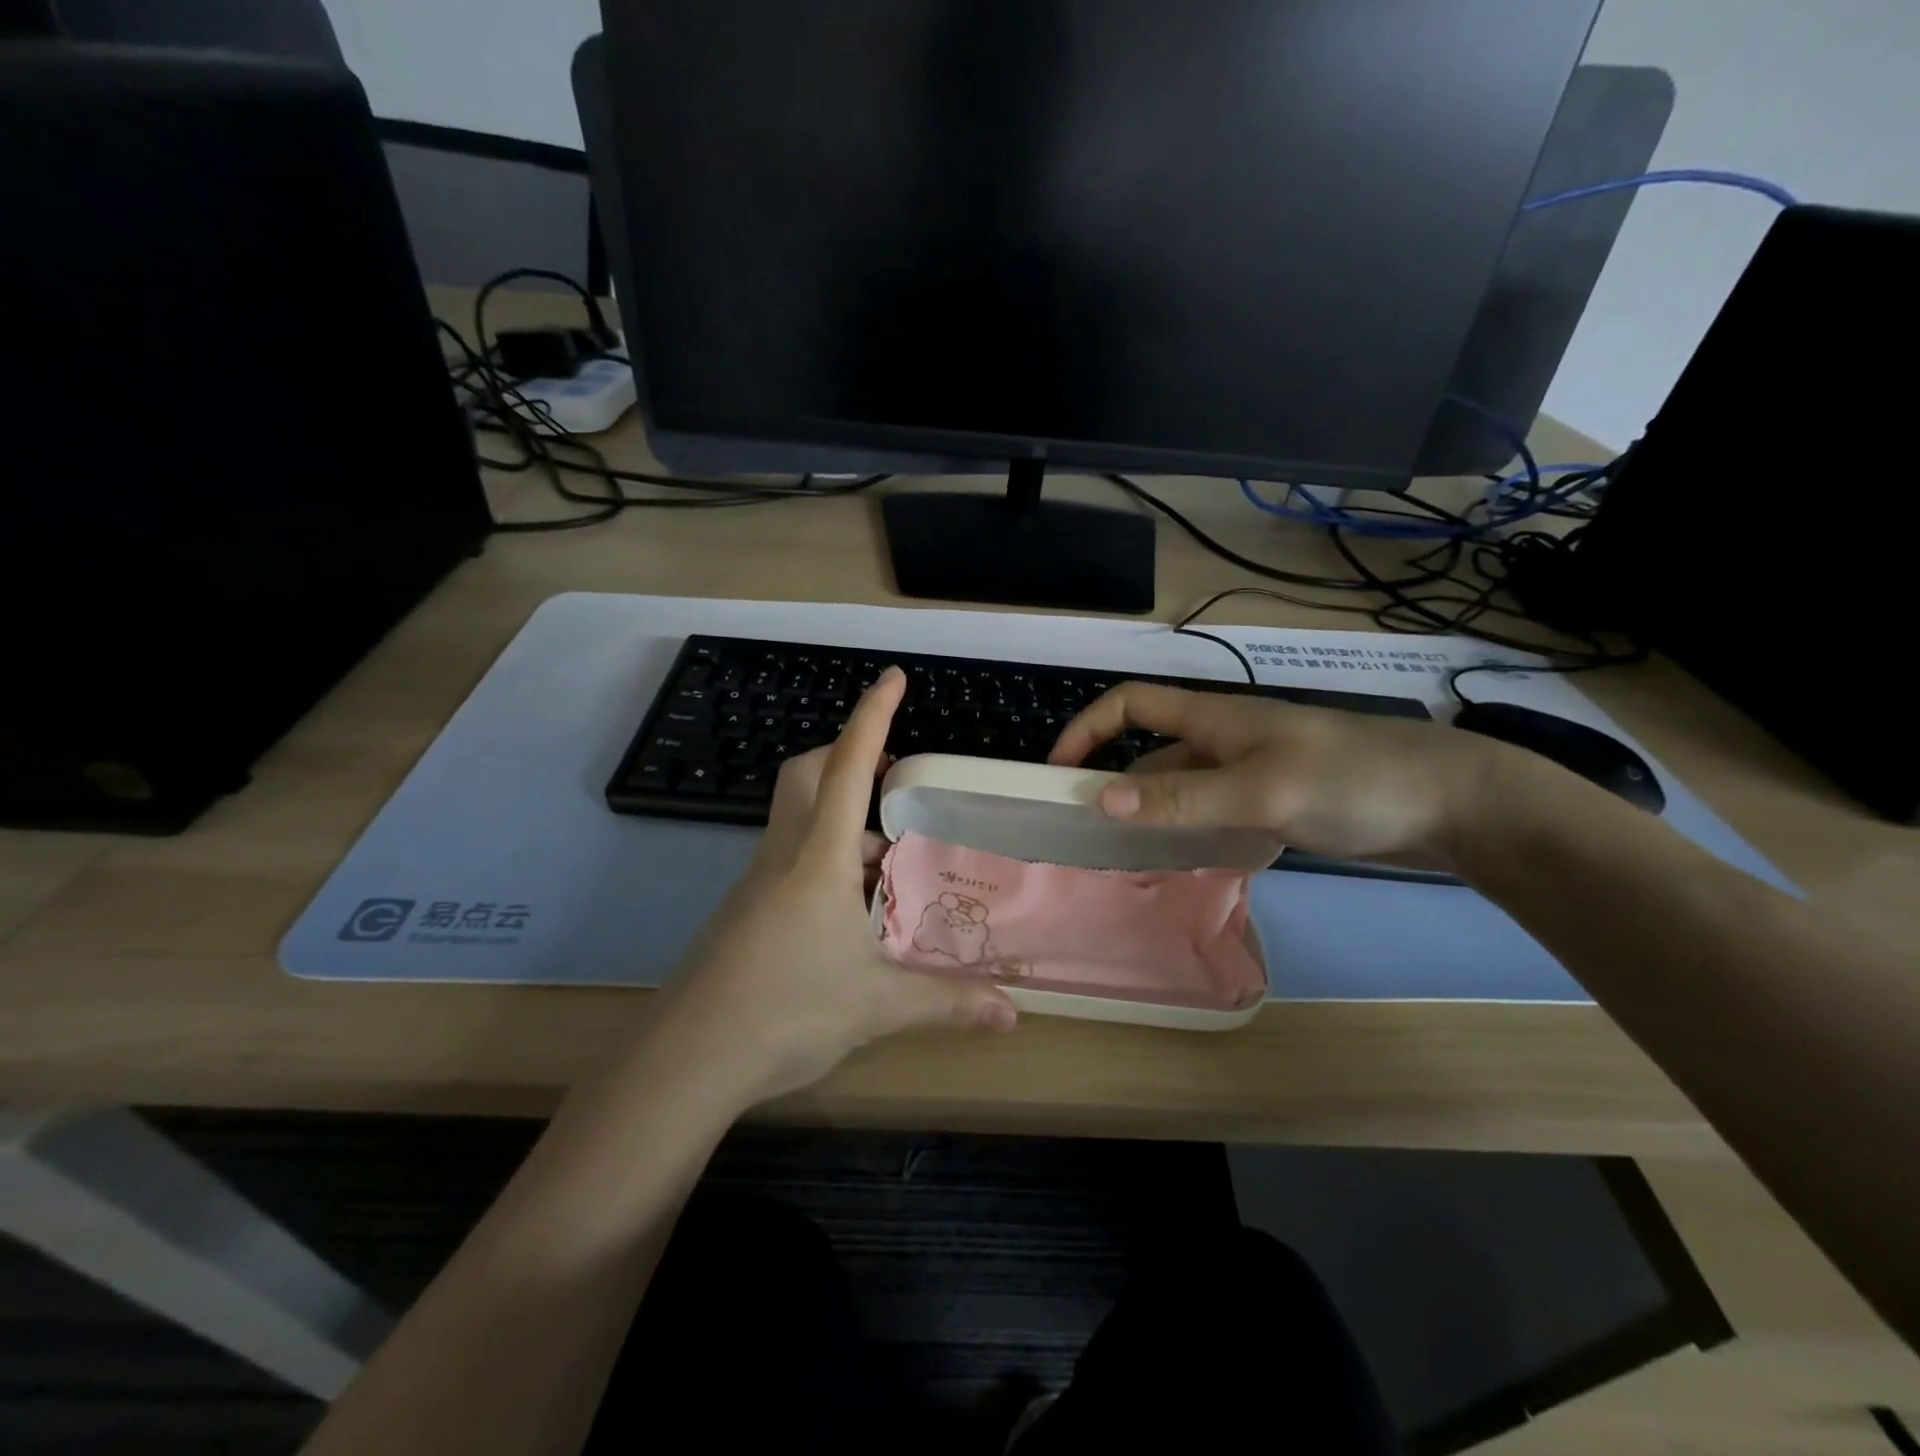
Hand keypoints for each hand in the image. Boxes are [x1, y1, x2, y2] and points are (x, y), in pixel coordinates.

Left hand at [660, 667, 1016, 1107]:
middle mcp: (784, 854)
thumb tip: (1012, 1015)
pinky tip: (852, 904)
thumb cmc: (786, 1012)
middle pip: (808, 772)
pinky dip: (826, 854)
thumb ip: (947, 1003)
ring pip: (798, 815)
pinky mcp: (746, 908)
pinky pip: (790, 855)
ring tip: (889, 855)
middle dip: (849, 755)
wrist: (686, 1059)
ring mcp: (758, 880)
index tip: (892, 677)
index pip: (849, 766)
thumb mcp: (878, 1006)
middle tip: (895, 780)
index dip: (872, 716)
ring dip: (842, 813)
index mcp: (819, 857)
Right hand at [1049, 682, 1505, 870]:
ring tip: (1126, 860)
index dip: (1088, 729)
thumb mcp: (1262, 790)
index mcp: (1215, 720)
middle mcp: (1224, 741)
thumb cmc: (1353, 781)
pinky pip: (1214, 813)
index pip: (1131, 705)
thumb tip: (1101, 799)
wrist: (1453, 803)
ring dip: (1152, 815)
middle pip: (1150, 755)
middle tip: (1088, 836)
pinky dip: (1191, 833)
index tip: (1057, 772)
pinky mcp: (1276, 803)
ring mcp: (1252, 773)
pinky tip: (1187, 864)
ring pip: (1182, 789)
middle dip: (1114, 785)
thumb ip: (1183, 797)